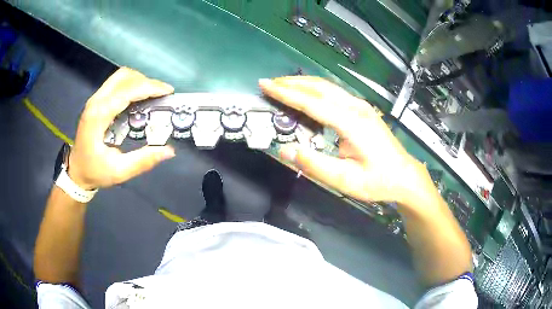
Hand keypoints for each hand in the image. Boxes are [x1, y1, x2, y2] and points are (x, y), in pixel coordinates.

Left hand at [68, 68, 175, 189]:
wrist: (76, 171)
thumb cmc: (95, 172)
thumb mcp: (119, 171)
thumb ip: (143, 160)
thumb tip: (169, 151)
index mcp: (98, 117)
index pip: (126, 91)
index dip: (149, 88)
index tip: (168, 92)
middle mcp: (96, 102)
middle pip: (124, 77)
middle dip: (146, 82)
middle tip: (161, 95)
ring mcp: (95, 99)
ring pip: (120, 76)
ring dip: (139, 81)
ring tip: (152, 95)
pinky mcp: (96, 100)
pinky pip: (116, 83)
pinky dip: (131, 84)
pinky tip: (139, 97)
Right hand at [259, 76, 423, 204]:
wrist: (404, 176)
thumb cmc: (377, 180)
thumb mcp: (345, 180)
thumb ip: (315, 165)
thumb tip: (285, 150)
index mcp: (351, 123)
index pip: (312, 102)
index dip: (286, 93)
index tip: (266, 85)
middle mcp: (356, 108)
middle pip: (319, 88)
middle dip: (291, 82)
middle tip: (268, 82)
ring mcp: (361, 106)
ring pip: (327, 87)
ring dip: (302, 83)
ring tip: (281, 84)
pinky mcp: (363, 109)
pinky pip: (334, 92)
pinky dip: (314, 89)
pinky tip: (305, 92)